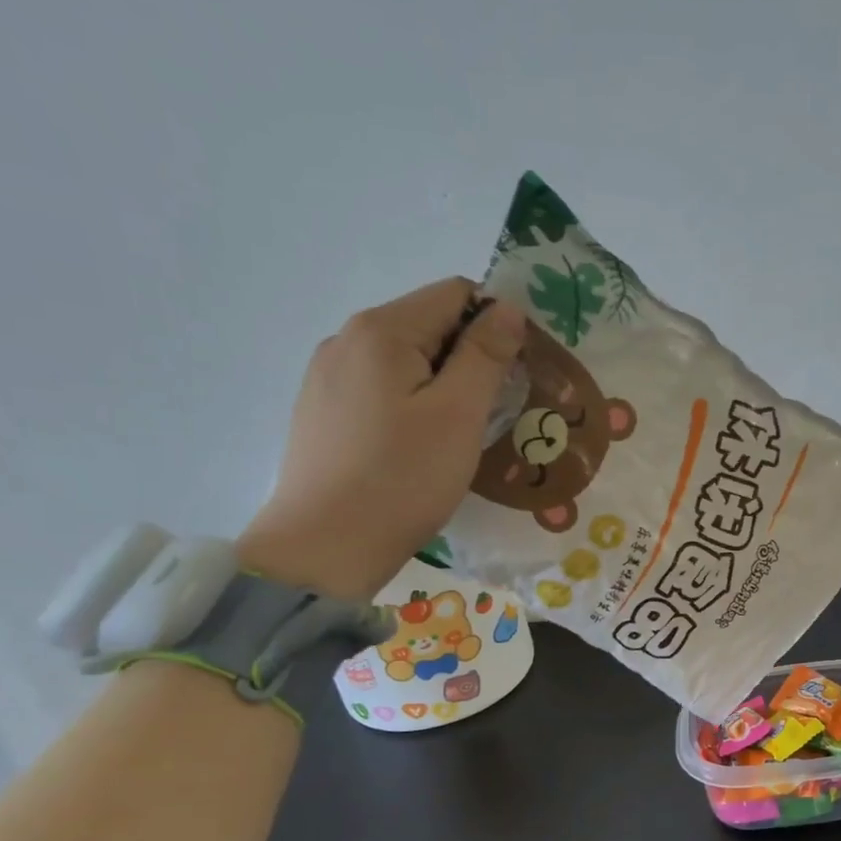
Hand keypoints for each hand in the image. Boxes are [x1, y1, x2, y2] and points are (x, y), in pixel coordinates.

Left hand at [237, 278, 524, 600]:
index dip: (496, 324)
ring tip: (459, 437)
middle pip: (429, 325)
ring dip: (444, 385)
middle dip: (471, 359)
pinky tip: (419, 448)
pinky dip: (413, 405)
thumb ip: (485, 355)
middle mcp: (347, 340)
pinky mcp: (323, 412)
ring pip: (406, 361)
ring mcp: (328, 376)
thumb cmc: (404, 478)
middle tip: (495, 413)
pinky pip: (382, 389)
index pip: (455, 294)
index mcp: (381, 330)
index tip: (517, 374)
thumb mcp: (458, 414)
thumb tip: (507, 307)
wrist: (326, 546)